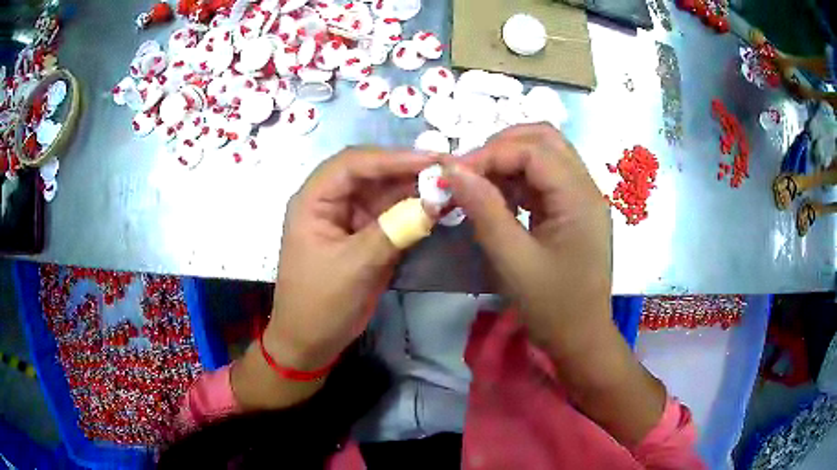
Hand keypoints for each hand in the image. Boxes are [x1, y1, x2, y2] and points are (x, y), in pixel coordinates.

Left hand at [266, 147, 435, 369]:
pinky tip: (437, 207)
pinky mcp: (365, 234)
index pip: (353, 164)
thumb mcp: (355, 266)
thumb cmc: (321, 304)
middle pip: (371, 172)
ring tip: (450, 186)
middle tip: (449, 170)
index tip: (432, 160)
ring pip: (384, 192)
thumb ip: (394, 230)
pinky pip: (391, 214)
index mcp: (314, 200)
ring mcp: (349, 217)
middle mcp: (330, 201)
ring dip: (415, 189)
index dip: (393, 157)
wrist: (311, 341)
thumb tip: (435, 202)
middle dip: (408, 170)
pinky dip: (413, 211)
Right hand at [447, 124, 664, 444]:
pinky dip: (517, 179)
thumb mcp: (513, 261)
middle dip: (501, 146)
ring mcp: (581, 197)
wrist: (580, 339)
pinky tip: (497, 197)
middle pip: (544, 139)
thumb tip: (452, 170)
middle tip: (468, 171)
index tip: (454, 175)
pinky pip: (543, 178)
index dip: (490, 154)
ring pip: (544, 154)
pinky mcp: (572, 210)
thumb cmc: (552, 307)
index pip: (533, 150)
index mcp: (579, 197)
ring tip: (478, 182)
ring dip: (508, 160)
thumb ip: (484, 210)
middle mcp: (585, 187)